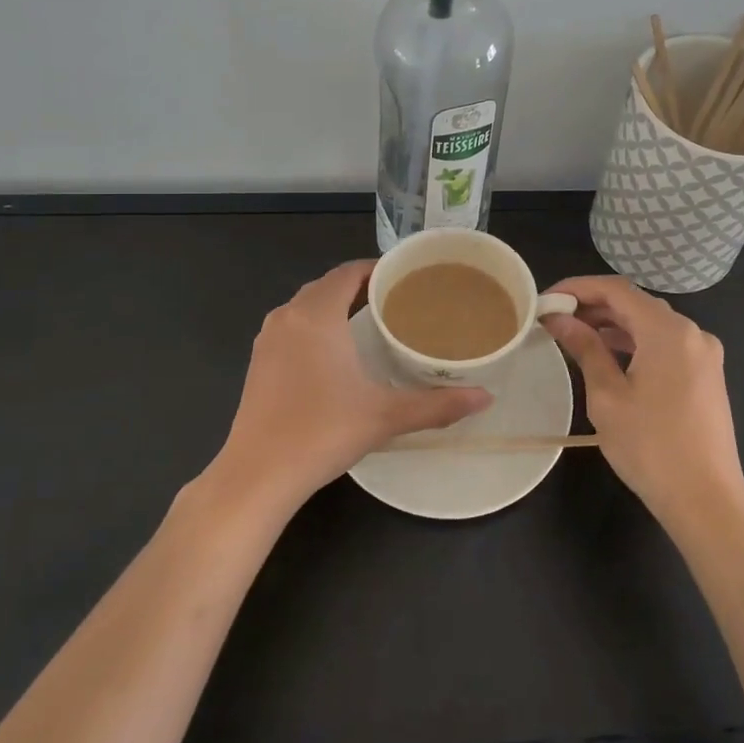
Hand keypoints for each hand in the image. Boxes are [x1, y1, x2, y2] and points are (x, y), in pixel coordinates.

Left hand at [211, 261, 491, 514]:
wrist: (257, 474)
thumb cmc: (322, 432)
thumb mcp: (385, 416)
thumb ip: (437, 405)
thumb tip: (486, 398)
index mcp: (316, 315)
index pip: (349, 271)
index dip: (378, 268)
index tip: (408, 277)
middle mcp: (288, 316)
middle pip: (328, 285)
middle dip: (361, 286)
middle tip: (399, 299)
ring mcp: (267, 339)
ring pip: (307, 306)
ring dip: (336, 305)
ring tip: (373, 320)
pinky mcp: (258, 362)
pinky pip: (292, 326)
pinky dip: (316, 325)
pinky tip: (336, 351)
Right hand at [541, 276, 743, 531]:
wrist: (707, 500)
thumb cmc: (650, 447)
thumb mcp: (607, 396)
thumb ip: (585, 348)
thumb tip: (558, 319)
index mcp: (668, 331)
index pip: (616, 289)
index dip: (578, 288)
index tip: (546, 299)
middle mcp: (692, 332)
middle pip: (635, 303)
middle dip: (593, 306)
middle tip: (555, 318)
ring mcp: (703, 353)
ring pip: (650, 323)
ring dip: (613, 325)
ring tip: (574, 335)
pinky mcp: (706, 374)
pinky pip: (665, 343)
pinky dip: (635, 342)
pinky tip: (608, 356)